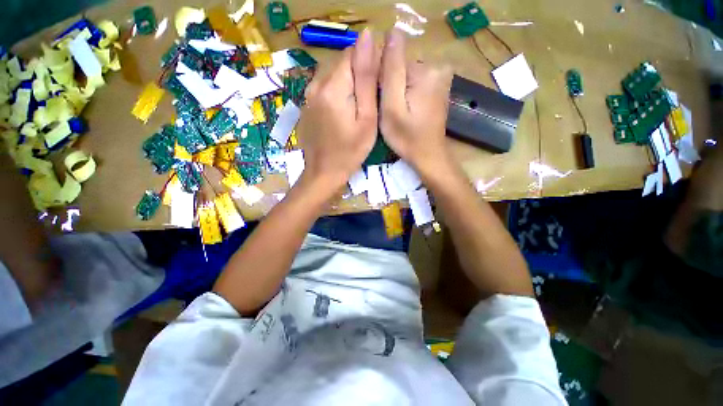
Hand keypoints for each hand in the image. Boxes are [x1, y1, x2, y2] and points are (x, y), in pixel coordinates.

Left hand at [296, 29, 380, 195]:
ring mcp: (308, 95)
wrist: (323, 173)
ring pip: (333, 75)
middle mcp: (315, 84)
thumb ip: (366, 79)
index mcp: (333, 87)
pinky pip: (324, 88)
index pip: (352, 53)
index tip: (377, 86)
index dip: (369, 64)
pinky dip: (337, 93)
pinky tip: (343, 114)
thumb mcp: (366, 119)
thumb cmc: (350, 152)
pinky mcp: (306, 104)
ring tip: (357, 109)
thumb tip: (367, 39)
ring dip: (348, 85)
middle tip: (369, 102)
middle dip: (358, 75)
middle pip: (342, 63)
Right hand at [379, 29, 453, 179]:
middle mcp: (437, 67)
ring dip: (396, 90)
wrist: (428, 155)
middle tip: (388, 110)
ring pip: (406, 75)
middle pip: (400, 67)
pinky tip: (405, 110)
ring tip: (397, 112)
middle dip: (389, 86)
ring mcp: (440, 77)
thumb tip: (392, 32)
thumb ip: (391, 71)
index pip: (392, 60)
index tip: (379, 102)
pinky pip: (414, 82)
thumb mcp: (392, 107)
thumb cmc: (407, 137)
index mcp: (425, 70)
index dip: (380, 81)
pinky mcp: (438, 87)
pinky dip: (406, 93)